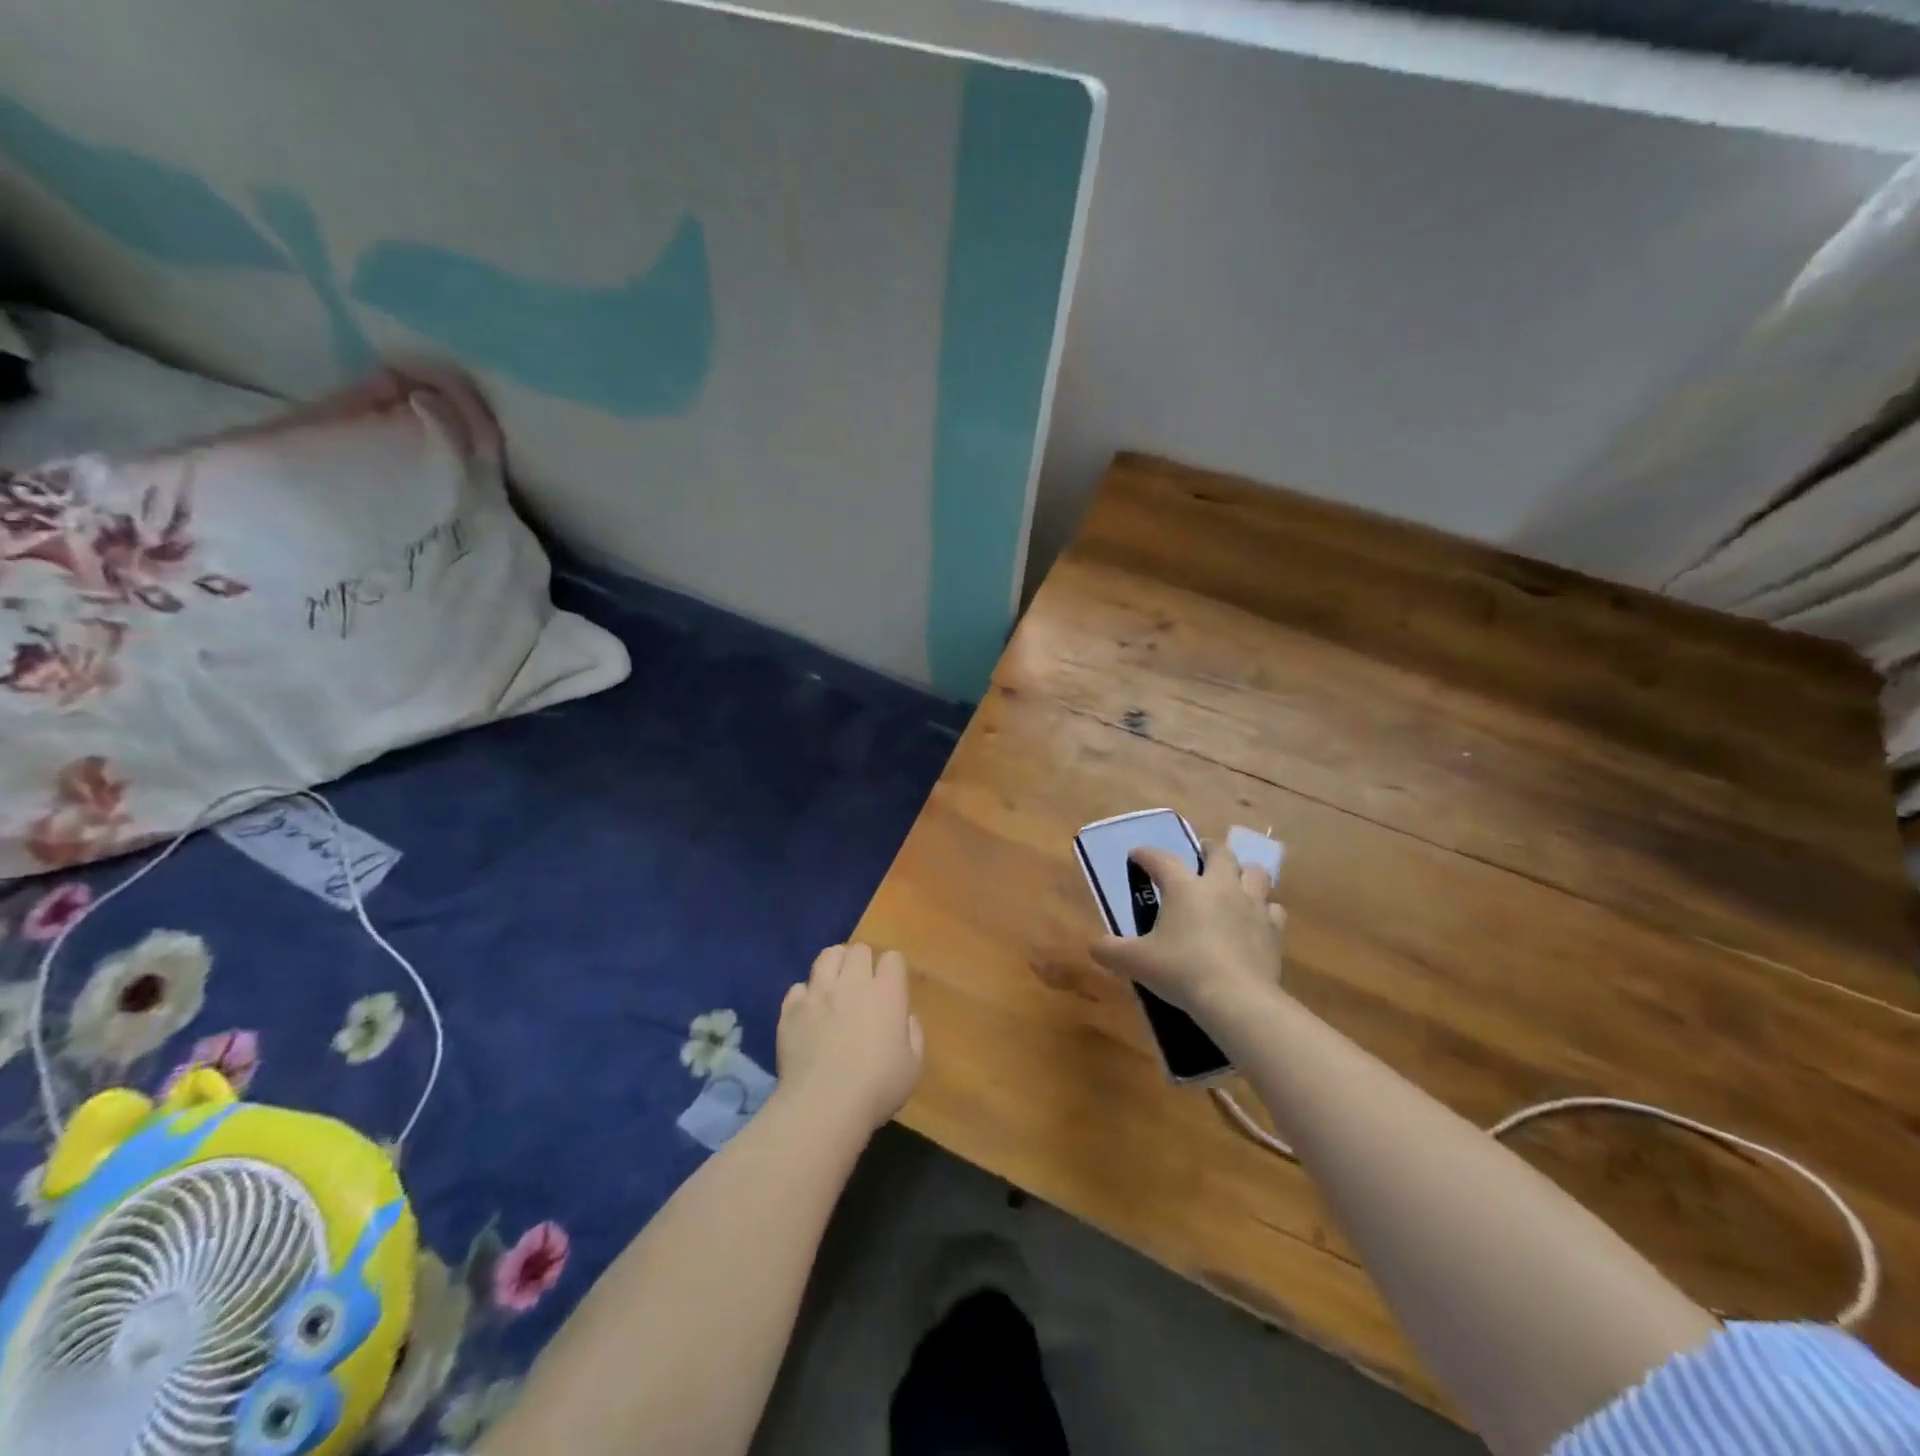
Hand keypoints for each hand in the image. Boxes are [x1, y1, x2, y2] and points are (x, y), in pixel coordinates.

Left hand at [776, 943, 924, 1135]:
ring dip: (834, 965)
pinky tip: (808, 1011)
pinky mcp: (791, 1008)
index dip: (892, 970)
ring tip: (834, 984)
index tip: (891, 987)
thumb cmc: (876, 1088)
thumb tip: (906, 1017)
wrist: (823, 1105)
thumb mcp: (912, 1066)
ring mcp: (818, 992)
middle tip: (862, 984)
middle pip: (858, 949)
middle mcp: (852, 983)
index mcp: (887, 993)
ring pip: (827, 956)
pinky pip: (798, 987)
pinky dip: (805, 995)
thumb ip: (913, 1034)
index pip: (892, 958)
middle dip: (862, 961)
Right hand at [1090, 841, 1285, 1019]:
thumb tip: (1094, 947)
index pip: (1161, 859)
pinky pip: (1273, 908)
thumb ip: (1111, 951)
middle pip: (1219, 852)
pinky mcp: (1273, 929)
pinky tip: (1256, 919)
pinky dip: (1264, 909)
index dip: (1146, 854)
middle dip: (1208, 849)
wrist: (1236, 999)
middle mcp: (1220, 886)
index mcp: (1184, 887)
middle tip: (1200, 854)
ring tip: (1234, 881)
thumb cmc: (1181, 971)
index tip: (1137, 856)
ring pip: (1254, 873)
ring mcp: (1252, 905)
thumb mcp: (1136, 962)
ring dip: (1243, 872)